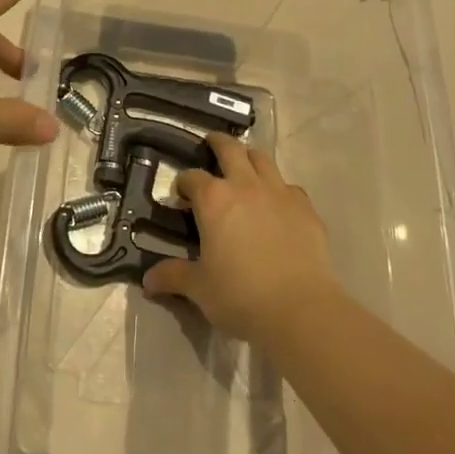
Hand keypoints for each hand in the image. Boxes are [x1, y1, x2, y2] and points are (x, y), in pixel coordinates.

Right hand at [143, 132, 340, 345]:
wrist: (301, 310)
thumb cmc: (241, 295)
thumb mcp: (200, 288)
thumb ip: (173, 277)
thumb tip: (148, 281)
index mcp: (214, 199)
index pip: (192, 178)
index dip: (183, 184)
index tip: (181, 197)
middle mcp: (245, 185)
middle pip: (230, 149)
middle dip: (217, 143)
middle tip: (210, 145)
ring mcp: (279, 193)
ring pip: (262, 159)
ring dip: (249, 158)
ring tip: (244, 167)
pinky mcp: (306, 208)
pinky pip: (289, 187)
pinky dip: (279, 189)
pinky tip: (277, 205)